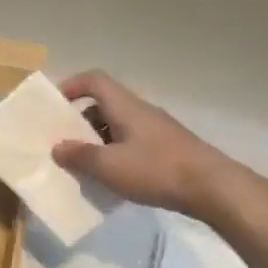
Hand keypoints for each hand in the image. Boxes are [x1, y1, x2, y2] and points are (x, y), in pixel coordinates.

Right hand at [51, 70, 267, 228]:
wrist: (212, 187)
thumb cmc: (156, 170)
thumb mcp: (110, 166)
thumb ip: (80, 156)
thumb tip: (57, 147)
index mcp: (125, 106)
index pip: (94, 80)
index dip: (71, 86)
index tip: (54, 105)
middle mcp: (140, 111)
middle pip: (104, 104)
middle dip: (80, 120)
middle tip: (64, 141)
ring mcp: (157, 129)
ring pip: (118, 125)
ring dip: (98, 140)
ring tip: (85, 164)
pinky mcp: (167, 148)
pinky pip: (132, 142)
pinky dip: (116, 153)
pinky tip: (114, 178)